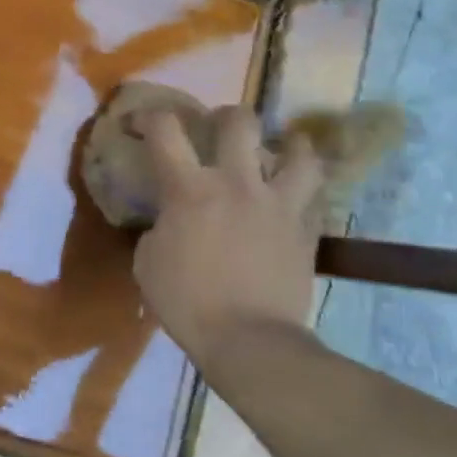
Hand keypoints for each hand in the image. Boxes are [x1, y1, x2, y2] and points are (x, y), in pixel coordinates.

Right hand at [132, 107, 326, 368]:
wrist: (249, 340)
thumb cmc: (187, 303)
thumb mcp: (148, 262)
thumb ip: (158, 229)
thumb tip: (170, 221)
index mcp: (189, 189)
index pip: (165, 130)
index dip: (150, 116)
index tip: (142, 121)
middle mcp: (236, 183)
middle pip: (239, 122)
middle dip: (226, 117)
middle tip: (220, 129)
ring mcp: (278, 203)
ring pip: (297, 152)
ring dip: (289, 144)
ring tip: (284, 148)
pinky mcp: (306, 229)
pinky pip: (314, 196)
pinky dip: (304, 189)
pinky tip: (296, 196)